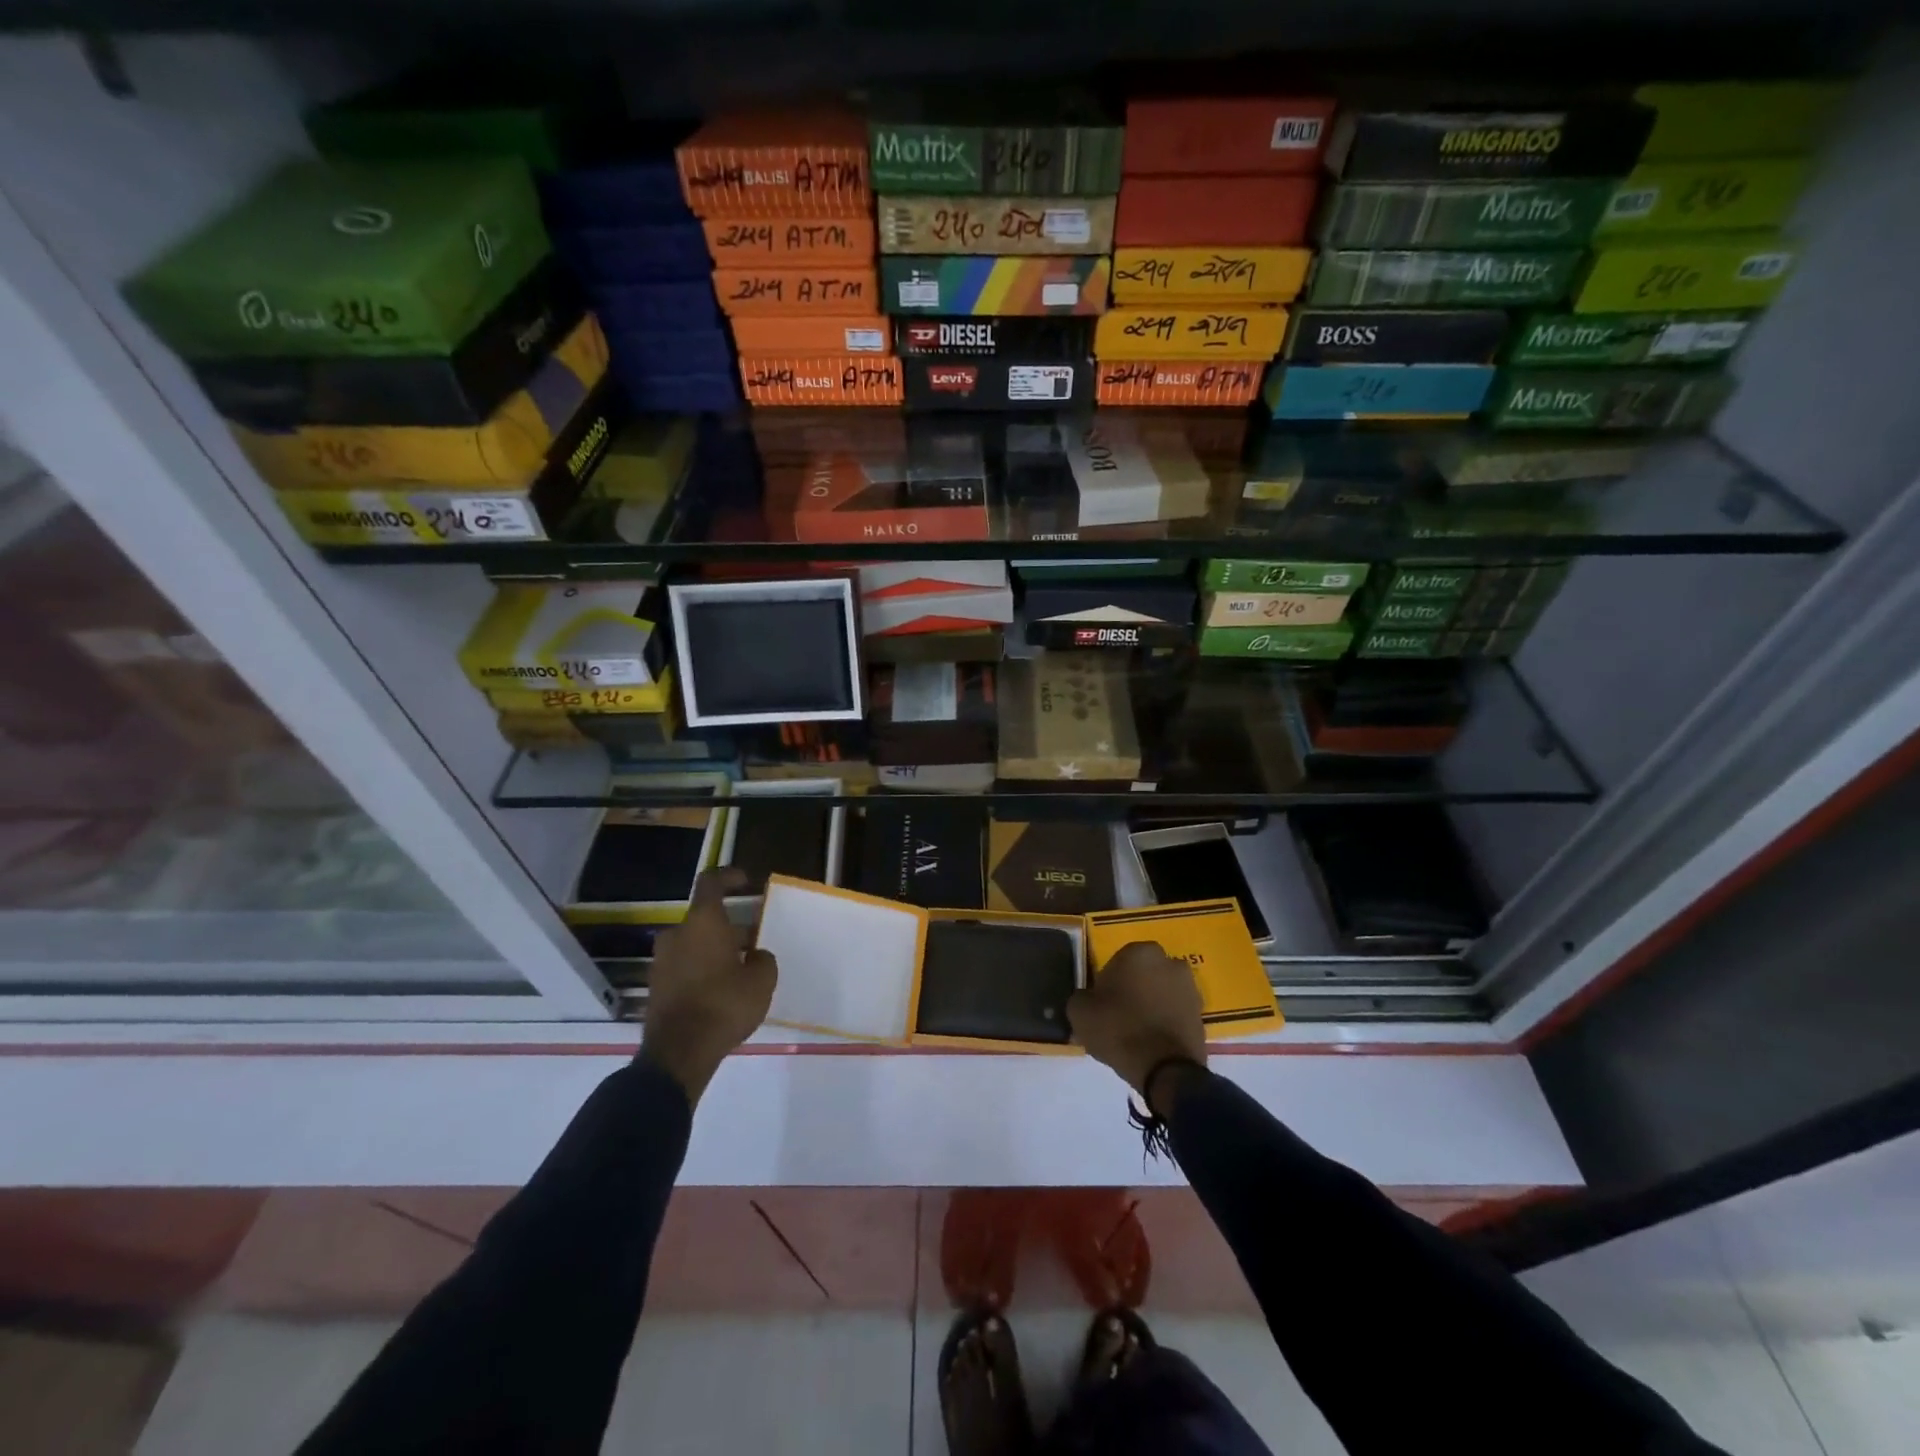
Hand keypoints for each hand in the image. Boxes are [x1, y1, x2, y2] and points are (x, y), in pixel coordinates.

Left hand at [640, 868, 776, 1102]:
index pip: (711, 883)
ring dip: (716, 949)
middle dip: (730, 926)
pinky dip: (702, 969)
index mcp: (703, 922)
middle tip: (753, 940)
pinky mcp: (656, 986)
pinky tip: (722, 990)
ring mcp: (662, 961)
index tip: (746, 881)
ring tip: (741, 969)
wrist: (679, 1053)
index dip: (729, 877)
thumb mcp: (761, 980)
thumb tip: (754, 955)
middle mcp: (677, 934)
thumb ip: (762, 959)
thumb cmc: (724, 1005)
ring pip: (694, 944)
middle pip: (705, 919)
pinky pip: (684, 966)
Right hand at [1068, 940, 1206, 1105]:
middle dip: (1132, 990)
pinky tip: (1151, 1042)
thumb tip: (1087, 999)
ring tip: (1135, 1033)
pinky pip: (1175, 1012)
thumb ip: (1081, 997)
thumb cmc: (1119, 1030)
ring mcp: (1190, 988)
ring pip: (1161, 992)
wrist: (1165, 1070)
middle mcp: (1170, 962)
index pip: (1117, 961)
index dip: (1107, 984)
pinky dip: (1165, 1022)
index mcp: (1140, 952)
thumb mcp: (1080, 1012)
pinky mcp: (1201, 1014)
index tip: (1101, 1004)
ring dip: (1151, 1005)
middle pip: (1142, 975)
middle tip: (1118, 1016)